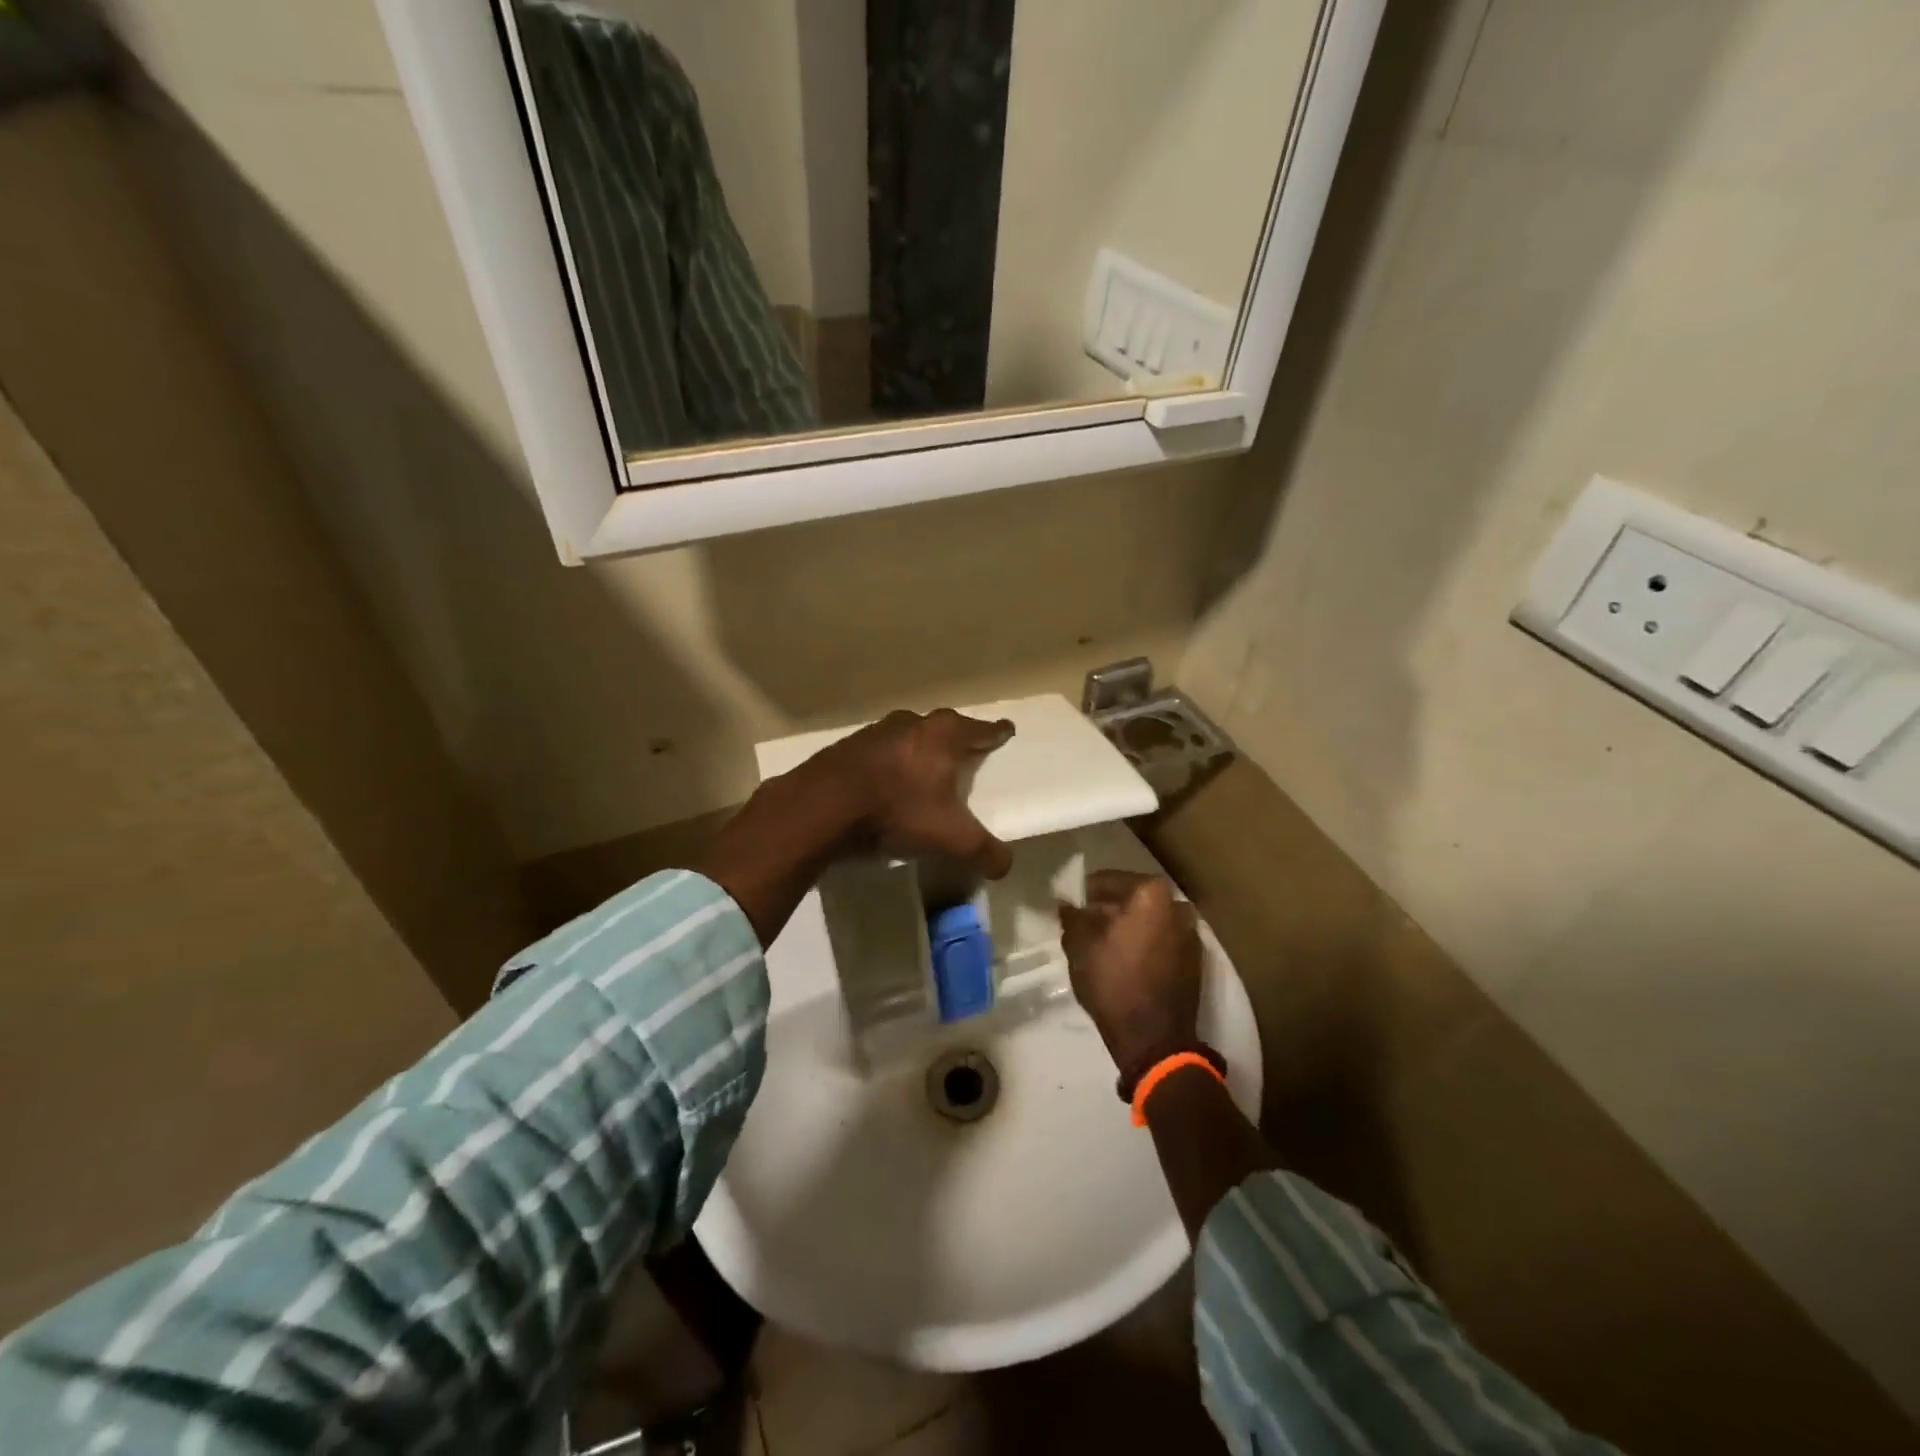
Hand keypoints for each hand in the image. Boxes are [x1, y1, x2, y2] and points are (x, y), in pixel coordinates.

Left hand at [811, 708, 1015, 876]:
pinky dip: (886, 764)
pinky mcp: (845, 748)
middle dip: (953, 739)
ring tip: (923, 770)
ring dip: (916, 750)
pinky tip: (884, 783)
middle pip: (941, 727)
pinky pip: (877, 753)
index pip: (980, 730)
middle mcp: (911, 724)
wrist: (823, 806)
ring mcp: (874, 732)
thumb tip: (1005, 865)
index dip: (995, 732)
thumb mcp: (950, 838)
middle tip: (963, 752)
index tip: (1005, 729)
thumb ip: (984, 851)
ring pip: (906, 737)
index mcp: (942, 735)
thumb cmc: (898, 810)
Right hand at [1058, 871, 1201, 1082]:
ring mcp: (1191, 933)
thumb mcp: (1080, 946)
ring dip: (1127, 926)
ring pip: (1149, 919)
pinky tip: (1124, 959)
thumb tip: (1066, 903)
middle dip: (1109, 908)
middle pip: (1133, 898)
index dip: (1086, 892)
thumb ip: (1072, 917)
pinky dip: (1144, 942)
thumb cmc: (1113, 983)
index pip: (1109, 880)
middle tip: (1085, 924)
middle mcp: (1177, 905)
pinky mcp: (1195, 959)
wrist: (1154, 1039)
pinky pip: (1162, 938)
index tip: (1072, 905)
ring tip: (1102, 944)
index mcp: (1151, 894)